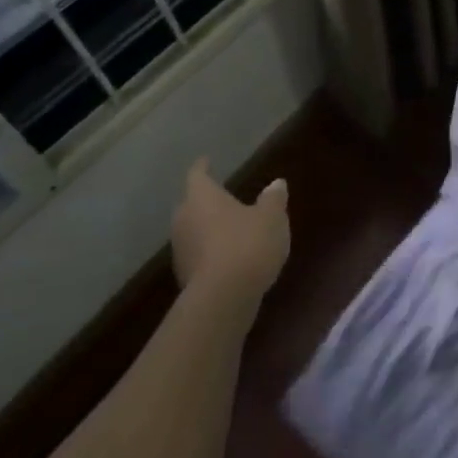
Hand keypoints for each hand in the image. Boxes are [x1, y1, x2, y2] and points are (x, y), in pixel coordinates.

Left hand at [171, 159, 290, 324]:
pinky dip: (212, 250)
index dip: (203, 167)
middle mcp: (185, 219)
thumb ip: (273, 199)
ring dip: (209, 227)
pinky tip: (230, 256)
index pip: (198, 175)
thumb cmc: (248, 244)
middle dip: (206, 200)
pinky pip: (200, 253)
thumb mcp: (272, 217)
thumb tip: (276, 183)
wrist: (224, 297)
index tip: (206, 160)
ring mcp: (181, 249)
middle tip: (223, 197)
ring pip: (194, 229)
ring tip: (231, 228)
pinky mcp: (186, 275)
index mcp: (202, 197)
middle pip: (192, 204)